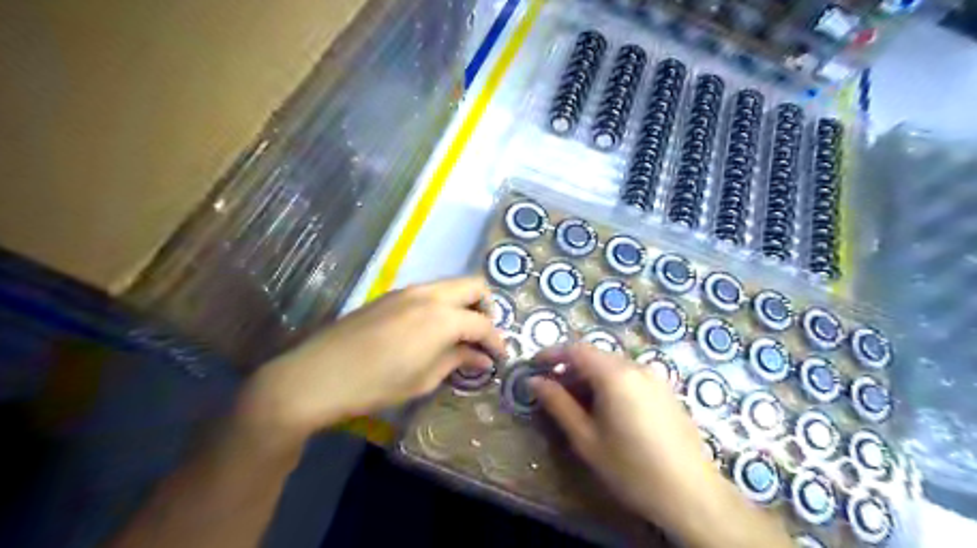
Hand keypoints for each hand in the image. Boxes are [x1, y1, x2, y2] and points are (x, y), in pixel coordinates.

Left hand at [240, 280, 506, 442]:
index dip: (497, 340)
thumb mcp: (423, 379)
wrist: (317, 375)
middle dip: (487, 308)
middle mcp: (428, 294)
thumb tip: (482, 358)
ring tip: (459, 334)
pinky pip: (428, 292)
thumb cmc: (376, 384)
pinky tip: (431, 330)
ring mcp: (407, 291)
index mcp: (442, 317)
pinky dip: (441, 305)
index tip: (500, 357)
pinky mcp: (390, 295)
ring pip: (450, 285)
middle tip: (483, 336)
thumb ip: (457, 361)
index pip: (483, 323)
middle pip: (473, 285)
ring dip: (463, 304)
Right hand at [534, 347, 791, 546]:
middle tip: (552, 390)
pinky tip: (607, 409)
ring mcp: (655, 377)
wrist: (693, 494)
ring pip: (613, 365)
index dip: (551, 354)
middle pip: (595, 355)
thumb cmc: (632, 468)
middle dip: (570, 368)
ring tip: (577, 403)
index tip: (533, 366)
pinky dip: (610, 383)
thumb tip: (535, 382)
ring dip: (590, 376)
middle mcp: (636, 366)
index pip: (575, 349)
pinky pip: (630, 375)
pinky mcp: (666, 390)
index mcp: (615, 375)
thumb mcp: (586, 439)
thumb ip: (558, 404)